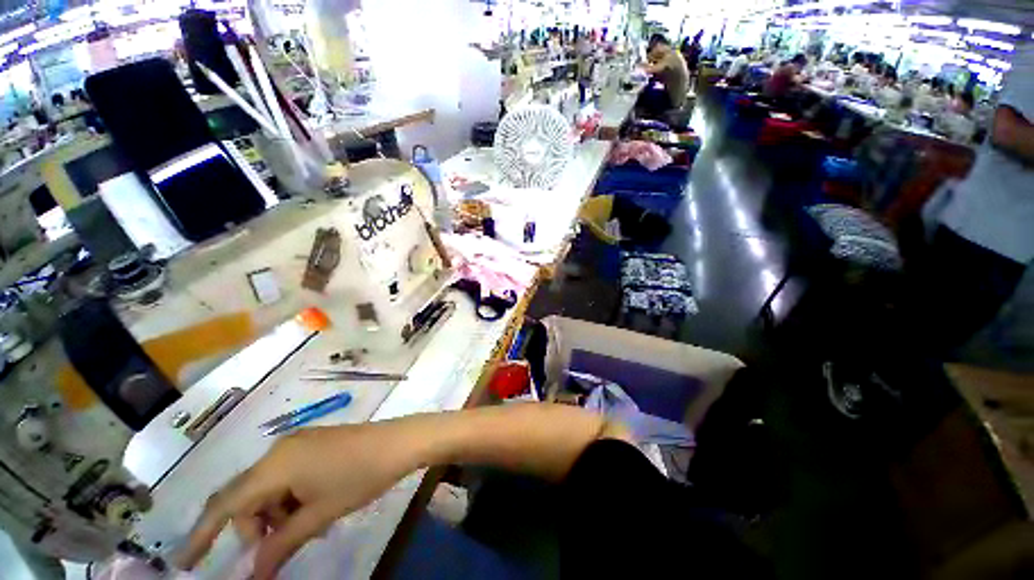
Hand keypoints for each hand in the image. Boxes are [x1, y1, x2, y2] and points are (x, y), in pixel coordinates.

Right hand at [178, 423, 420, 579]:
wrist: (400, 442)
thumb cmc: (360, 478)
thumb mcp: (318, 515)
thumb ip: (280, 546)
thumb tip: (253, 576)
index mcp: (274, 464)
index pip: (224, 504)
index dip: (200, 534)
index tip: (183, 564)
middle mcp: (279, 449)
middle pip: (247, 496)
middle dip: (255, 528)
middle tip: (281, 547)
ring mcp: (299, 443)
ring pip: (269, 488)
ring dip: (277, 514)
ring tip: (308, 527)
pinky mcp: (314, 443)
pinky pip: (288, 475)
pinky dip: (291, 498)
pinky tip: (314, 507)